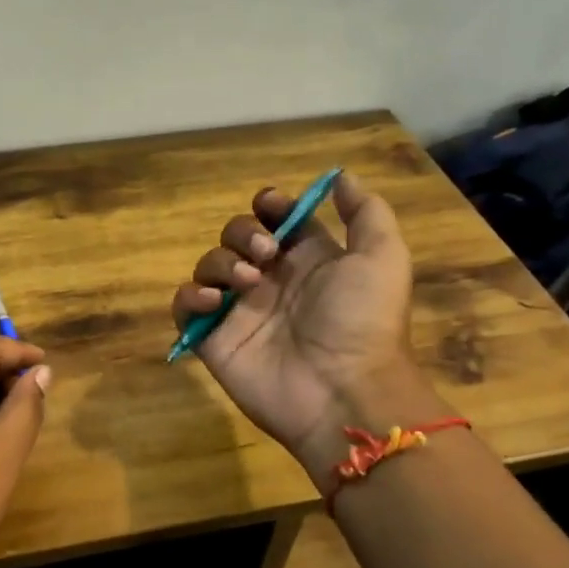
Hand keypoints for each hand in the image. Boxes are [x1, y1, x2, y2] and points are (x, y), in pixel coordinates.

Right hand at [169, 172, 422, 480]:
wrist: (343, 390)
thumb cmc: (363, 320)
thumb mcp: (383, 256)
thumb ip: (366, 212)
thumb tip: (340, 177)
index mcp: (308, 260)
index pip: (276, 220)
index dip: (270, 206)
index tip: (272, 206)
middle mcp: (271, 281)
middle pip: (237, 236)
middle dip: (244, 232)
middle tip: (265, 254)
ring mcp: (240, 311)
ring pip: (209, 265)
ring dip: (221, 261)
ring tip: (247, 282)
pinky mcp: (214, 339)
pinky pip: (185, 307)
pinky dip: (191, 297)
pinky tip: (215, 302)